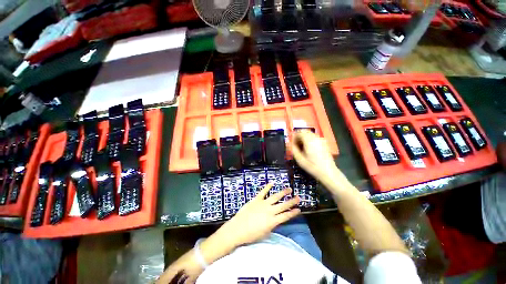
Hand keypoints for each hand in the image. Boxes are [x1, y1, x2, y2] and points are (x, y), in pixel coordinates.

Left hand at [216, 183, 300, 246]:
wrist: (237, 229)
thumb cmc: (251, 235)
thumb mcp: (265, 233)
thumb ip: (272, 225)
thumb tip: (276, 220)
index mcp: (272, 221)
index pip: (286, 216)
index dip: (293, 213)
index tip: (299, 209)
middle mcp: (270, 211)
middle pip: (283, 205)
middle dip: (292, 202)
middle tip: (298, 197)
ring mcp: (263, 204)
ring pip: (275, 197)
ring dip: (283, 193)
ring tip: (289, 189)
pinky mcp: (256, 199)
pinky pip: (263, 192)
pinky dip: (267, 187)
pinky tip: (272, 183)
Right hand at [291, 131, 342, 182]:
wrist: (328, 172)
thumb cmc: (312, 166)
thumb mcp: (299, 159)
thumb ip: (293, 149)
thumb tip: (290, 143)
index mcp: (309, 141)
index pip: (299, 132)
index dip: (294, 137)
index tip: (292, 144)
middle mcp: (316, 138)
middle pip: (305, 132)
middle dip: (299, 137)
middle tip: (296, 145)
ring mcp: (321, 140)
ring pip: (310, 134)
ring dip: (304, 138)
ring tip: (302, 148)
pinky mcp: (324, 143)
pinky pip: (314, 138)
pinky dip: (309, 140)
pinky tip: (308, 149)